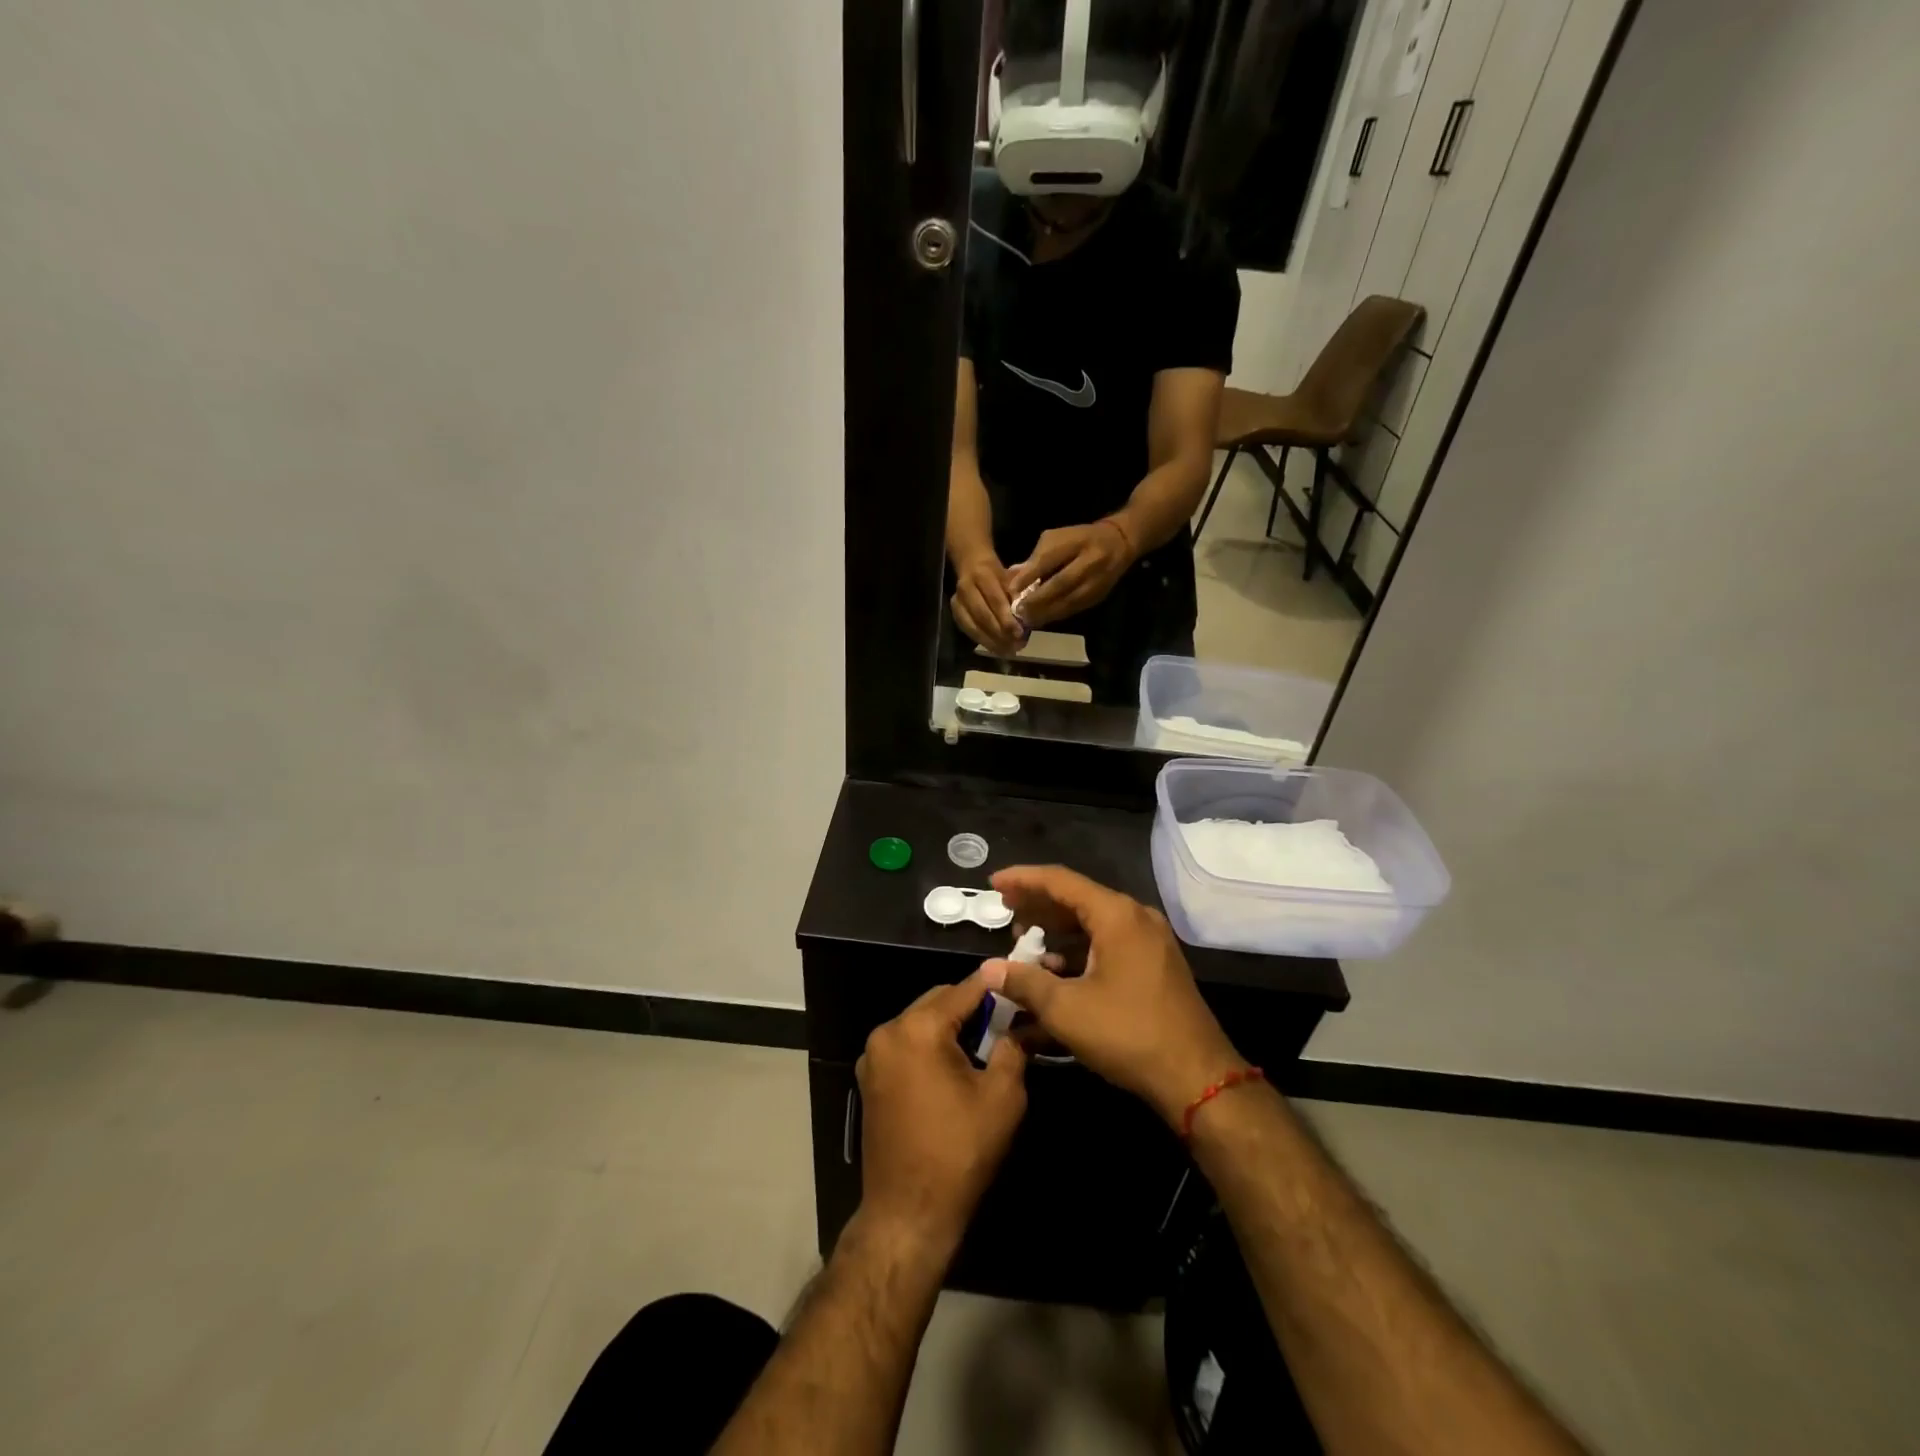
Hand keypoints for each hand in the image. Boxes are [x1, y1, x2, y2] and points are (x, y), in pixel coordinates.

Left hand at [855, 968, 1027, 1256]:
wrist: (908, 1213)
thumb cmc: (960, 1152)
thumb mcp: (1002, 1096)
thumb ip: (1013, 1047)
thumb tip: (1023, 1023)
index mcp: (918, 1029)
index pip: (964, 990)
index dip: (995, 985)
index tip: (1020, 980)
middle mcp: (888, 1032)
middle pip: (938, 1000)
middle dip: (972, 1006)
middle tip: (1007, 1019)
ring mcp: (873, 1056)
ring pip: (920, 1021)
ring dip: (950, 1025)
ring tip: (985, 1042)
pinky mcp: (870, 1079)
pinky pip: (906, 1044)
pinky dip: (930, 1045)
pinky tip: (955, 1065)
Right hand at [950, 553, 1025, 655]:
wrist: (972, 565)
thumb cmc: (997, 573)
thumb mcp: (1010, 577)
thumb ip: (1016, 595)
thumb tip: (1024, 618)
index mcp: (982, 575)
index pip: (995, 600)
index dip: (1006, 619)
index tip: (1019, 634)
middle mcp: (966, 588)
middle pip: (983, 616)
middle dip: (1000, 634)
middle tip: (1015, 647)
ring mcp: (957, 602)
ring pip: (973, 627)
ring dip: (992, 642)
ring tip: (1008, 651)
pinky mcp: (955, 613)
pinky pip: (969, 631)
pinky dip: (984, 641)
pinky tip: (997, 648)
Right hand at [989, 865, 1242, 1126]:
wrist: (1197, 1077)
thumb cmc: (1128, 1034)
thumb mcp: (1066, 1009)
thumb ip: (1024, 982)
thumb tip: (988, 968)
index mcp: (1116, 915)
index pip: (1060, 881)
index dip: (1023, 880)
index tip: (993, 884)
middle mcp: (1135, 917)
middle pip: (1077, 897)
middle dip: (1038, 904)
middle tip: (1005, 910)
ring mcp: (1150, 940)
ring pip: (1093, 922)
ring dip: (1057, 930)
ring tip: (1024, 941)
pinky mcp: (1154, 963)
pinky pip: (1108, 941)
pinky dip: (1079, 949)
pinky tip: (1056, 969)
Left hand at [1004, 520, 1135, 627]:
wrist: (1118, 544)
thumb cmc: (1079, 538)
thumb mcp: (1056, 538)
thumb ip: (1036, 557)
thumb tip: (1014, 578)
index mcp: (1077, 541)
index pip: (1050, 558)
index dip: (1030, 574)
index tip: (1012, 588)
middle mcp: (1090, 561)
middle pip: (1061, 583)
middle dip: (1038, 599)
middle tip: (1018, 609)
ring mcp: (1097, 581)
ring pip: (1069, 601)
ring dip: (1046, 612)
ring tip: (1027, 619)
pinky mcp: (1098, 596)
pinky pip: (1075, 609)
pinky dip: (1056, 615)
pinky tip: (1042, 619)